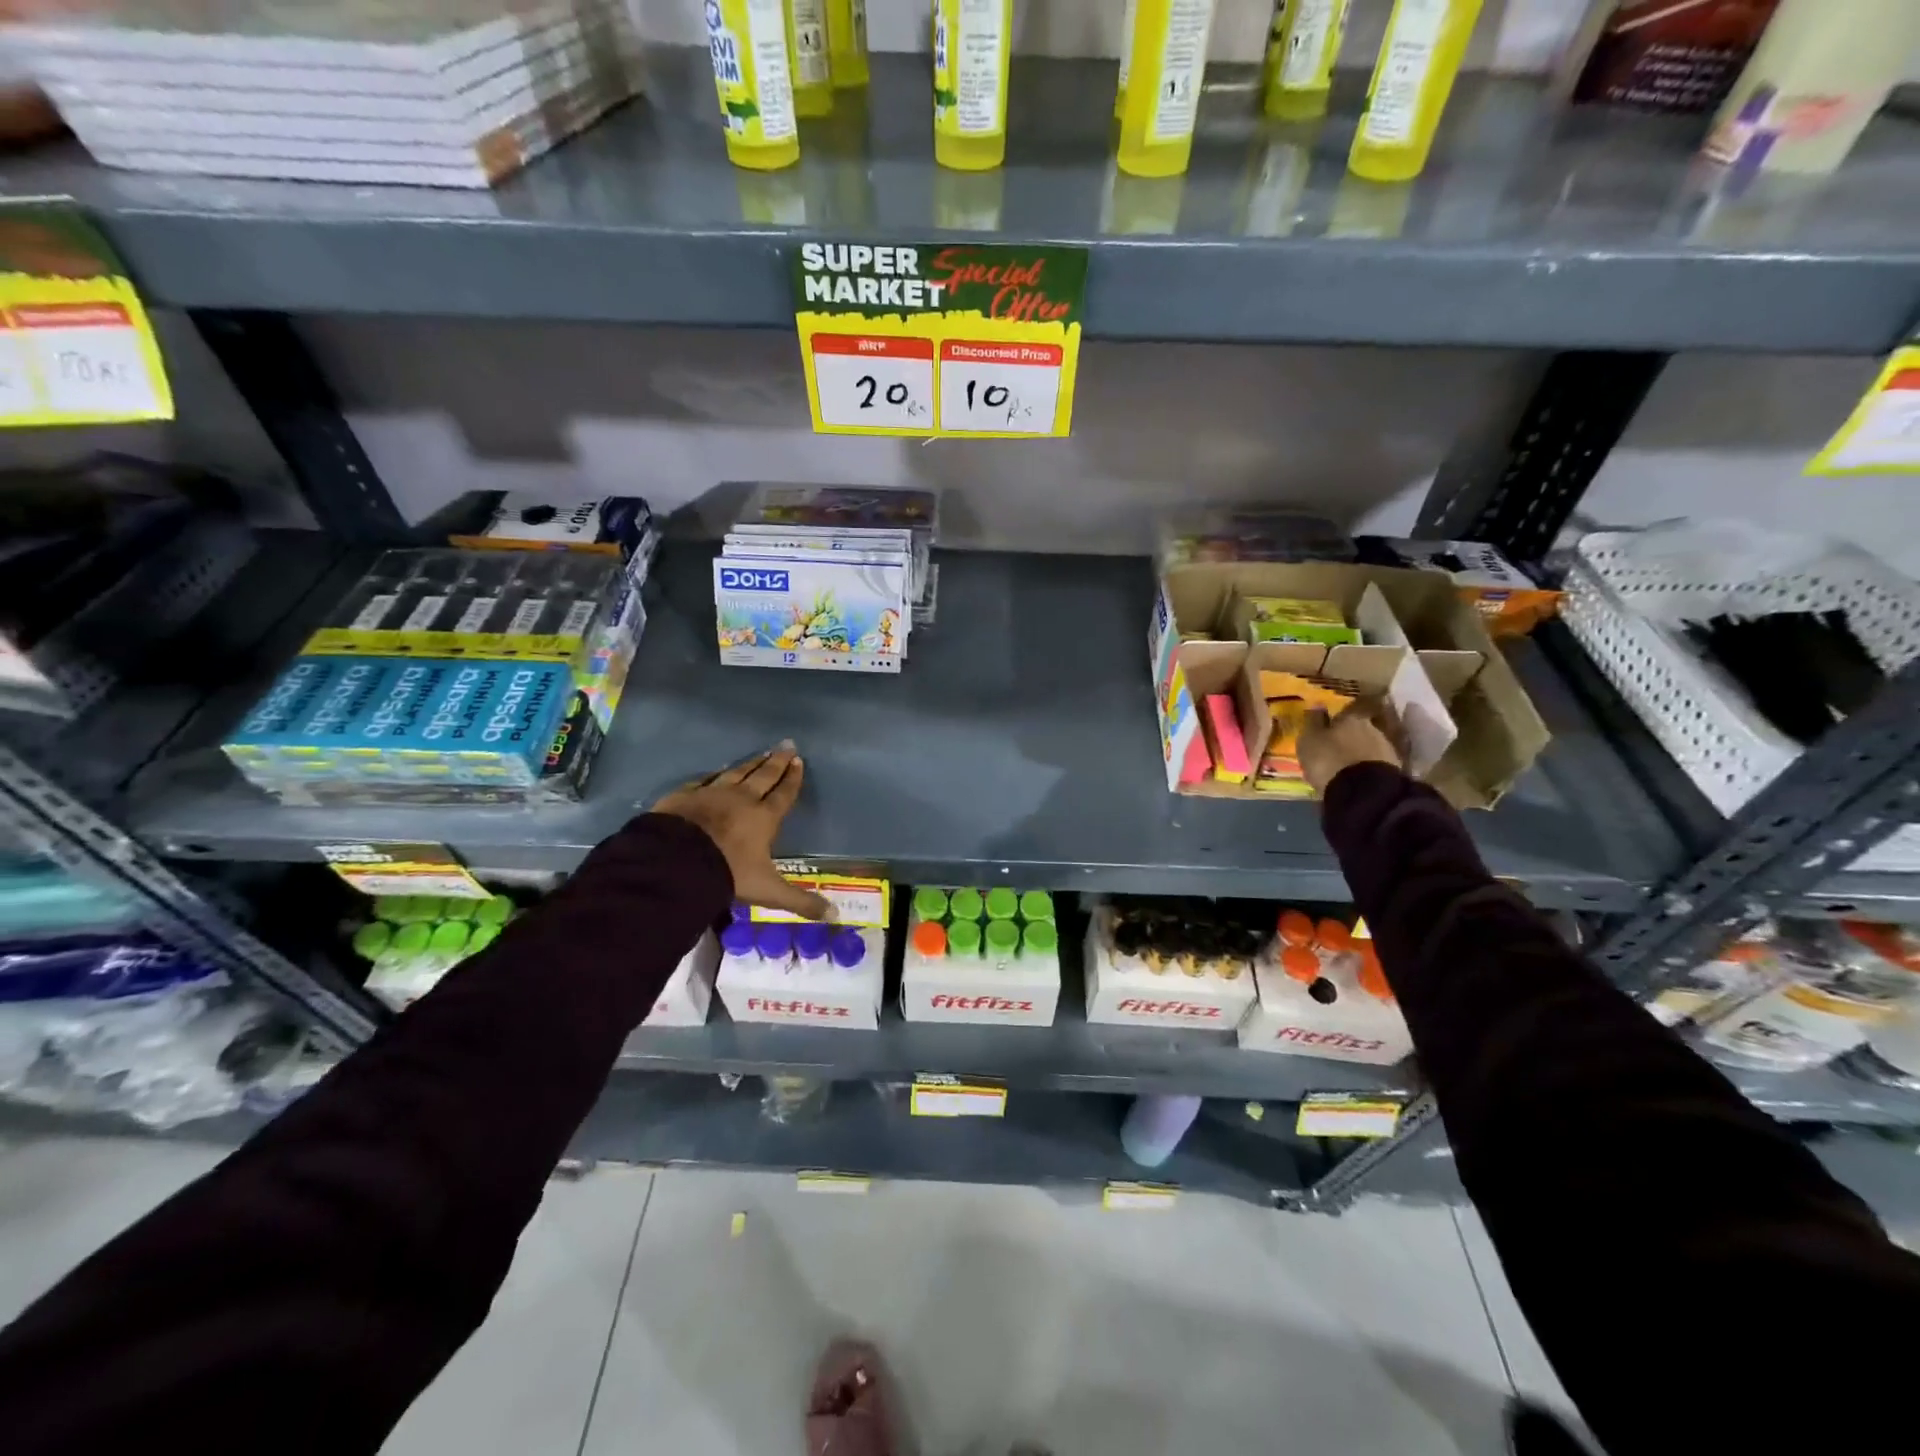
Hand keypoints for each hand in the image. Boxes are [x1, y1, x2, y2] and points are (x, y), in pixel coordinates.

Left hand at [654, 742, 829, 919]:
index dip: (792, 779)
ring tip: (761, 753)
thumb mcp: (769, 890)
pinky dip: (715, 774)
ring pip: (737, 772)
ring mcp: (712, 793)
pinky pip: (705, 780)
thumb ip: (801, 901)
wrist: (675, 862)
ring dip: (751, 763)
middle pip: (763, 776)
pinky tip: (719, 770)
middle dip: (776, 762)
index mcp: (764, 818)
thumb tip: (834, 916)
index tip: (799, 761)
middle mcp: (742, 799)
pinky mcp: (686, 795)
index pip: (783, 794)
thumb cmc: (728, 873)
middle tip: (786, 745)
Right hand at [1297, 707, 1401, 796]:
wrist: (1364, 790)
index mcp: (1350, 717)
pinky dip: (1365, 767)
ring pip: (1366, 745)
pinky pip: (1374, 762)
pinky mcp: (1394, 767)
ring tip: (1344, 767)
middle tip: (1333, 750)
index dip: (1331, 723)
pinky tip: (1356, 776)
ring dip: (1357, 753)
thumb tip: (1317, 705)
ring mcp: (1385, 747)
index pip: (1340, 713)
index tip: (1323, 732)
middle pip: (1356, 729)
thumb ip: (1312, 722)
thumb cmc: (1329, 760)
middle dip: (1346, 738)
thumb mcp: (1309, 740)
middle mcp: (1371, 727)